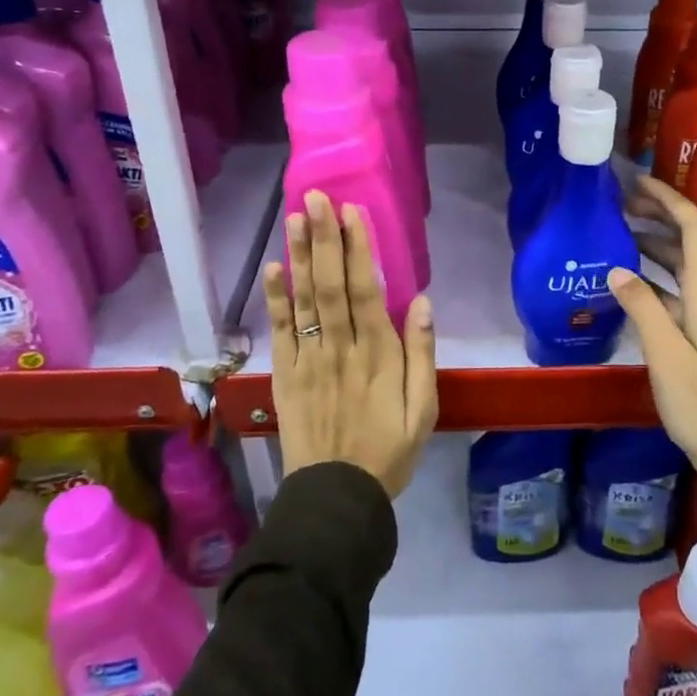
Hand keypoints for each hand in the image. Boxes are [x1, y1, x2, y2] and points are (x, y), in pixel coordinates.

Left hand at [262, 190, 437, 498]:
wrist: (336, 497)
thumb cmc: (388, 450)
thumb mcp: (423, 410)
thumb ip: (421, 355)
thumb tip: (420, 302)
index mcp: (377, 356)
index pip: (365, 291)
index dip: (357, 250)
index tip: (351, 213)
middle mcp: (339, 349)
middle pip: (329, 286)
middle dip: (324, 239)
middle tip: (315, 198)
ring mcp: (307, 360)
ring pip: (303, 300)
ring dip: (300, 256)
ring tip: (295, 217)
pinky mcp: (284, 375)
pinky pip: (279, 331)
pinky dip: (274, 299)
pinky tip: (273, 267)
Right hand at [607, 176, 696, 494]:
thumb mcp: (665, 354)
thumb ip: (641, 307)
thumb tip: (616, 268)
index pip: (694, 228)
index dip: (669, 199)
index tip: (637, 183)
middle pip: (694, 238)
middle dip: (662, 213)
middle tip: (623, 203)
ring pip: (687, 262)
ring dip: (658, 242)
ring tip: (620, 232)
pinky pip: (681, 286)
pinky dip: (657, 274)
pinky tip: (629, 279)